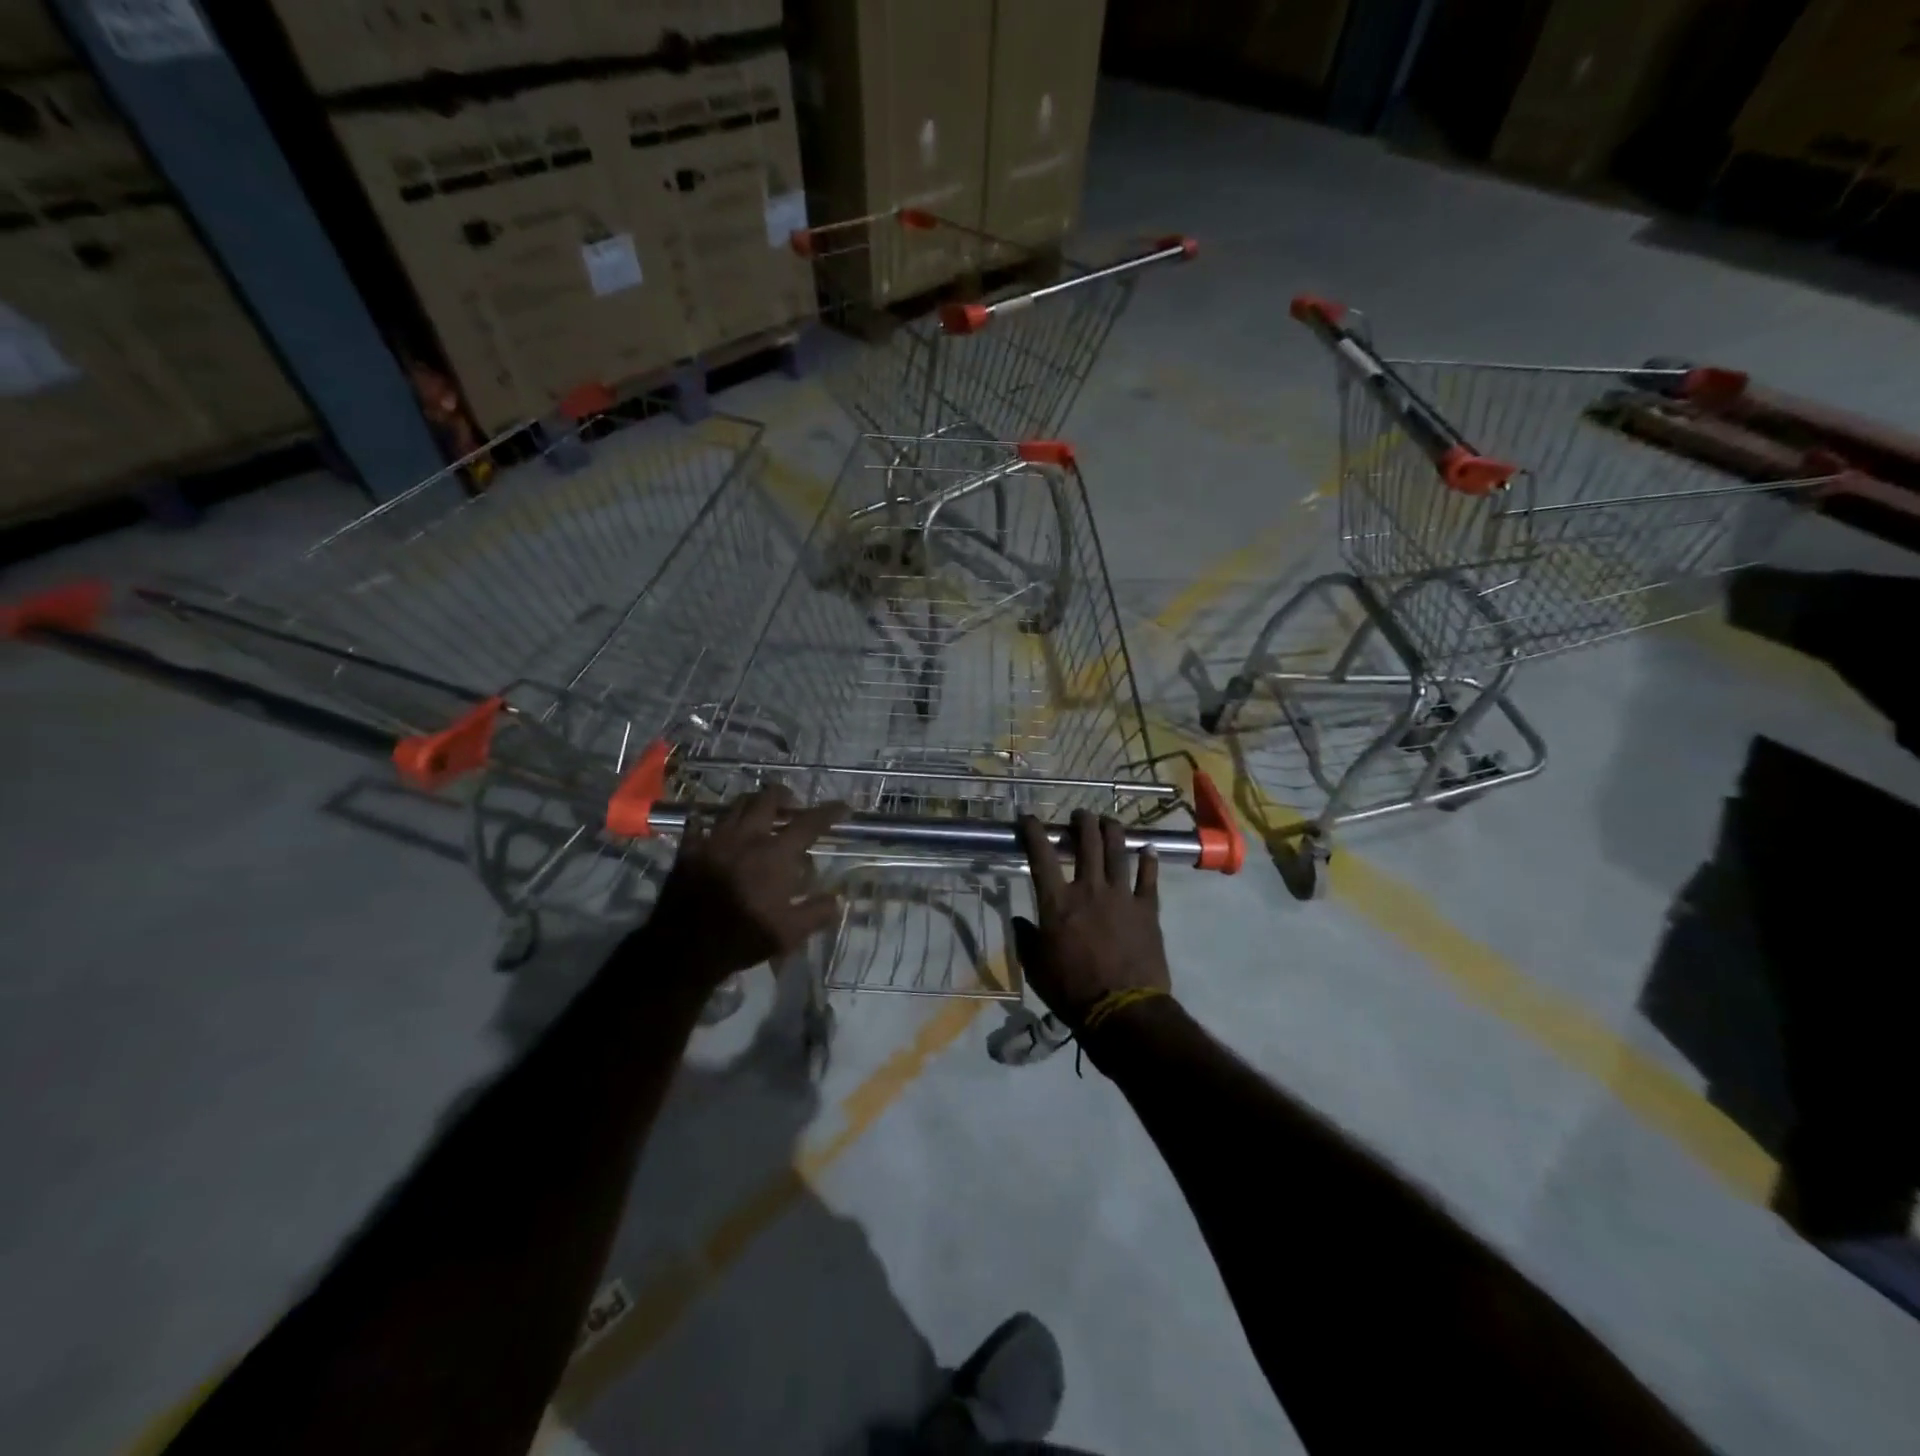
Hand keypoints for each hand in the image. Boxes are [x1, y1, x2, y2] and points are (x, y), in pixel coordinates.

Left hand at [648, 785, 847, 983]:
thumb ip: (817, 912)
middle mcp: (747, 837)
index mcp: (776, 854)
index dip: (829, 812)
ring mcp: (714, 839)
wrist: (684, 947)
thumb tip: (837, 899)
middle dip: (784, 796)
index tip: (842, 807)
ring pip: (735, 806)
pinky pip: (698, 824)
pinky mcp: (689, 849)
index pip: (809, 823)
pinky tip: (713, 829)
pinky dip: (709, 822)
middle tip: (792, 805)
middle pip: (767, 799)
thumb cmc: (743, 937)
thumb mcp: (790, 933)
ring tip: (758, 813)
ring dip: (752, 804)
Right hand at [1013, 810, 1171, 1026]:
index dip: (1034, 831)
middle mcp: (1089, 889)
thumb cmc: (1071, 990)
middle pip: (1087, 843)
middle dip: (1082, 822)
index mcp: (1057, 902)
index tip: (1029, 817)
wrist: (1122, 1009)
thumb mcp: (1036, 967)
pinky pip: (1149, 877)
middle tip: (1080, 815)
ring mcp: (1121, 896)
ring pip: (1118, 850)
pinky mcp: (1147, 909)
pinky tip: (1148, 849)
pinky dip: (1148, 860)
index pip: (1041, 855)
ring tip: (1108, 820)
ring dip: (1112, 830)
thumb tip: (1020, 921)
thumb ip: (1026, 939)